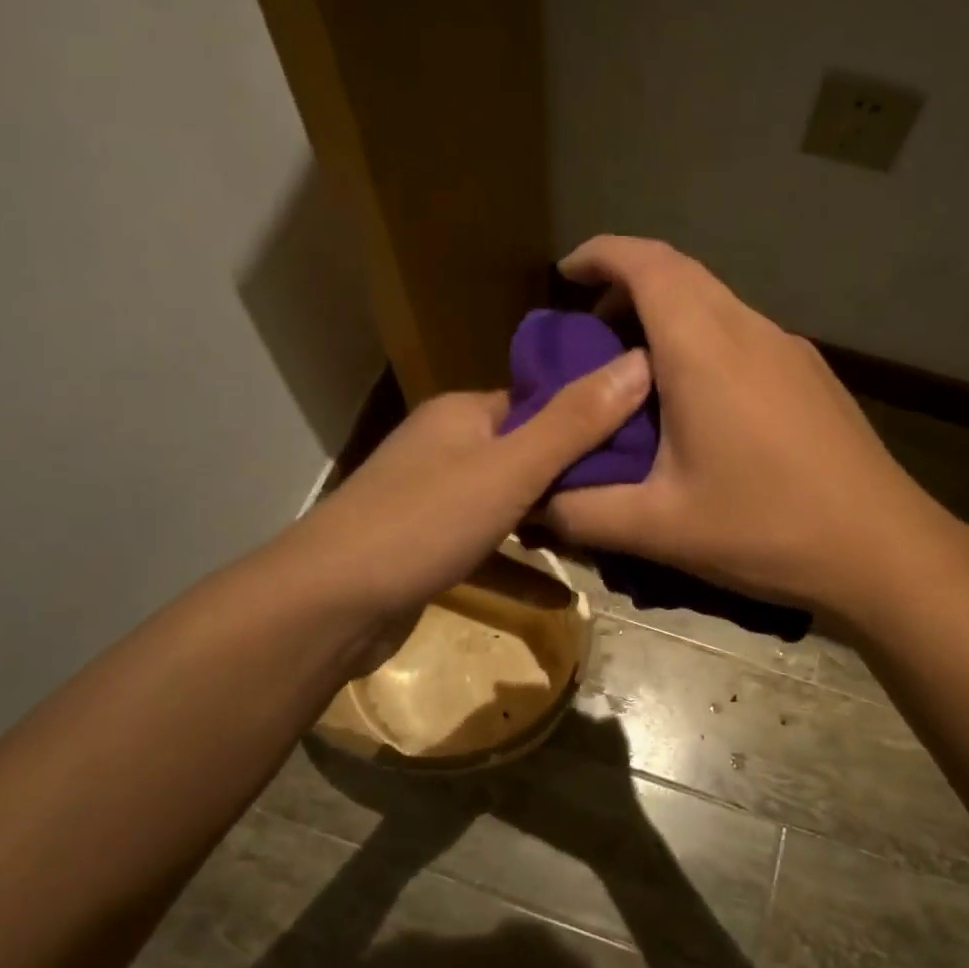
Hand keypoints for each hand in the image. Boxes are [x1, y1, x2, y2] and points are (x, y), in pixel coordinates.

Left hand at [290, 351, 651, 627]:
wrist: (327, 606)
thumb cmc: (424, 523)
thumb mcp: (511, 470)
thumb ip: (576, 422)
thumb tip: (640, 361)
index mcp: (463, 414)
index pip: (538, 402)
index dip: (589, 416)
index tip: (641, 438)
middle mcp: (445, 448)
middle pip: (525, 454)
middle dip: (575, 476)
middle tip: (633, 495)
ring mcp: (431, 501)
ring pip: (506, 504)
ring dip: (549, 524)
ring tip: (606, 539)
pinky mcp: (425, 550)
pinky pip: (485, 550)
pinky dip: (519, 569)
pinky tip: (561, 598)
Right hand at [544, 236, 960, 620]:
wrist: (884, 550)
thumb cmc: (766, 529)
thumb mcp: (659, 528)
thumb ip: (583, 511)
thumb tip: (535, 501)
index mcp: (705, 349)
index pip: (647, 264)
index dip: (601, 254)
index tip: (564, 274)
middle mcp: (749, 330)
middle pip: (681, 273)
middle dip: (627, 284)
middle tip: (590, 330)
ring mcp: (789, 348)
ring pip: (715, 301)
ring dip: (668, 313)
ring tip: (636, 369)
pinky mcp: (811, 374)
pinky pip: (743, 331)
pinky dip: (703, 338)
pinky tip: (697, 400)